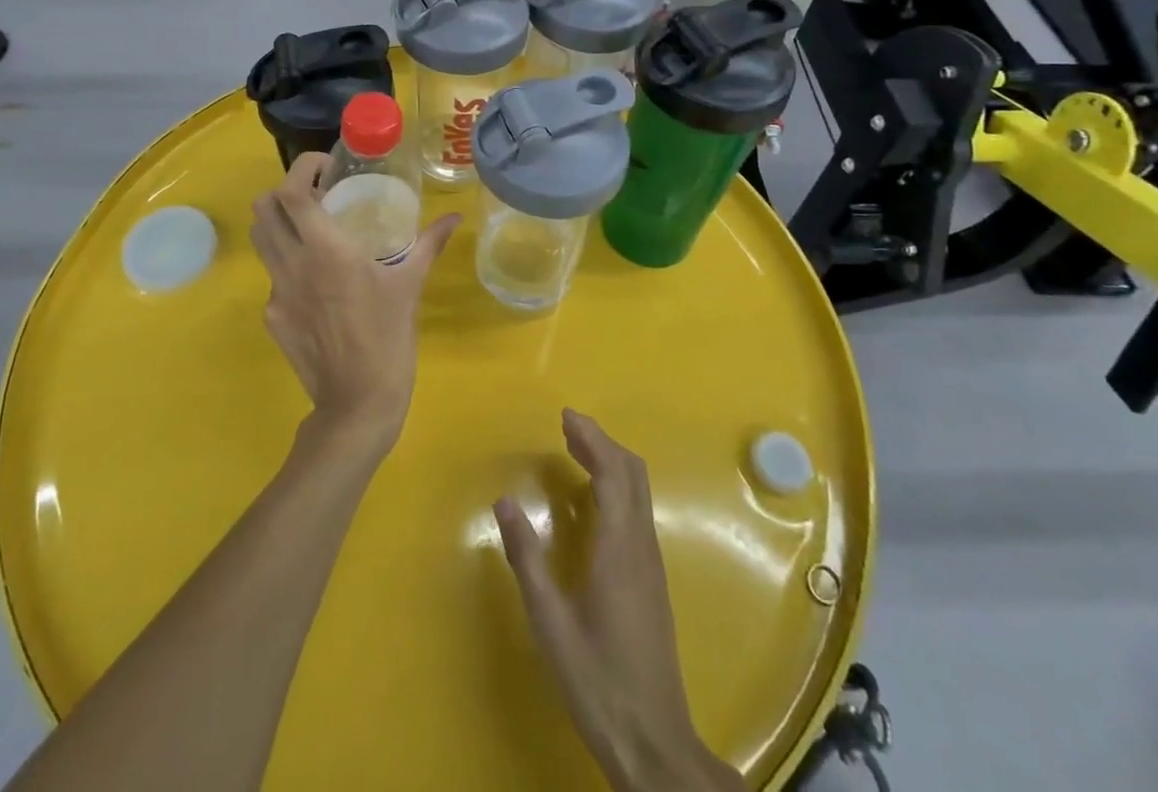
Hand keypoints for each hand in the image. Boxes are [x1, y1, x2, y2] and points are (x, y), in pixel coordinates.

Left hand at [249, 152, 459, 448]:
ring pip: (261, 239)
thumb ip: (428, 244)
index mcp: (325, 250)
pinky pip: (274, 276)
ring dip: (280, 222)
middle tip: (317, 195)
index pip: (292, 192)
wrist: (357, 402)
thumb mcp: (410, 285)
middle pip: (263, 208)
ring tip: (312, 229)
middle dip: (285, 190)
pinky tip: (319, 283)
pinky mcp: (273, 316)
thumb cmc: (388, 338)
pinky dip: (290, 264)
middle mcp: (292, 264)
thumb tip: (454, 218)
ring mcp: (277, 291)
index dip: (302, 168)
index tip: (326, 167)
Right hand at [495, 411, 740, 791]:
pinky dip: (616, 486)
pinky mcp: (651, 579)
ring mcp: (651, 563)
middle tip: (567, 427)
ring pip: (639, 492)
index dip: (592, 438)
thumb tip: (504, 501)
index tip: (565, 417)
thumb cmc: (597, 679)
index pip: (613, 473)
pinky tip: (592, 498)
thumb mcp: (550, 621)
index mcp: (620, 548)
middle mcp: (642, 546)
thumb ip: (527, 558)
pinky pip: (637, 511)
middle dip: (602, 442)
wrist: (653, 741)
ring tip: (575, 451)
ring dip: (610, 462)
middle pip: (633, 474)